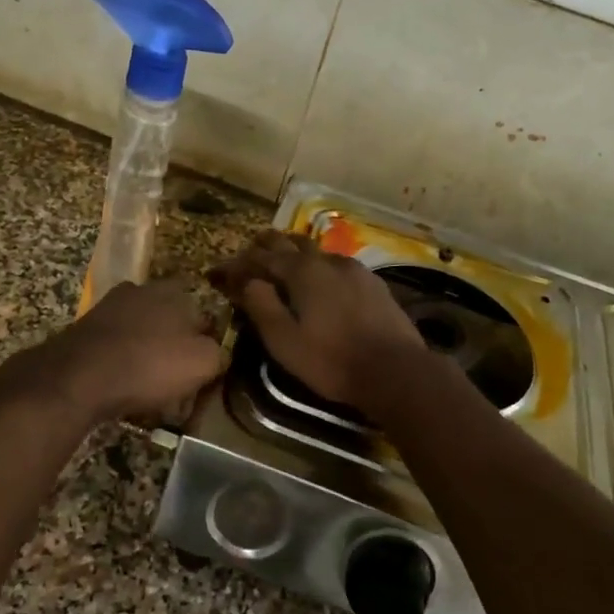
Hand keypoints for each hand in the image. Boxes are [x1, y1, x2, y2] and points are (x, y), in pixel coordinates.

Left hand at [15, 279, 226, 423]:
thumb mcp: (204, 363)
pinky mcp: (86, 327)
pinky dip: (122, 364)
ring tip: (150, 392)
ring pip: (143, 335)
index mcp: (176, 291)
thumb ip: (220, 353)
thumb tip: (219, 352)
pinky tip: (123, 387)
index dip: (209, 347)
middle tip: (178, 386)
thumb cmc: (149, 366)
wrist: (78, 377)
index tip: (205, 374)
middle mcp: (143, 289)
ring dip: (148, 358)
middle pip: (172, 324)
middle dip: (176, 351)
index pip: (205, 317)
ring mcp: (110, 306)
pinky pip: (117, 347)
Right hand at [210, 231, 423, 411]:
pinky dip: (318, 266)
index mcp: (301, 271)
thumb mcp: (284, 340)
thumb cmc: (331, 360)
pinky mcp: (373, 283)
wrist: (395, 371)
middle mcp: (327, 261)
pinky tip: (322, 281)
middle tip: (250, 254)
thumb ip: (261, 306)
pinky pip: (336, 265)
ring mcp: (354, 269)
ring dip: (294, 253)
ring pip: (316, 251)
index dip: (237, 264)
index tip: (219, 272)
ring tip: (283, 263)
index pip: (261, 257)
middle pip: (290, 243)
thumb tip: (246, 281)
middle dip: (266, 246)